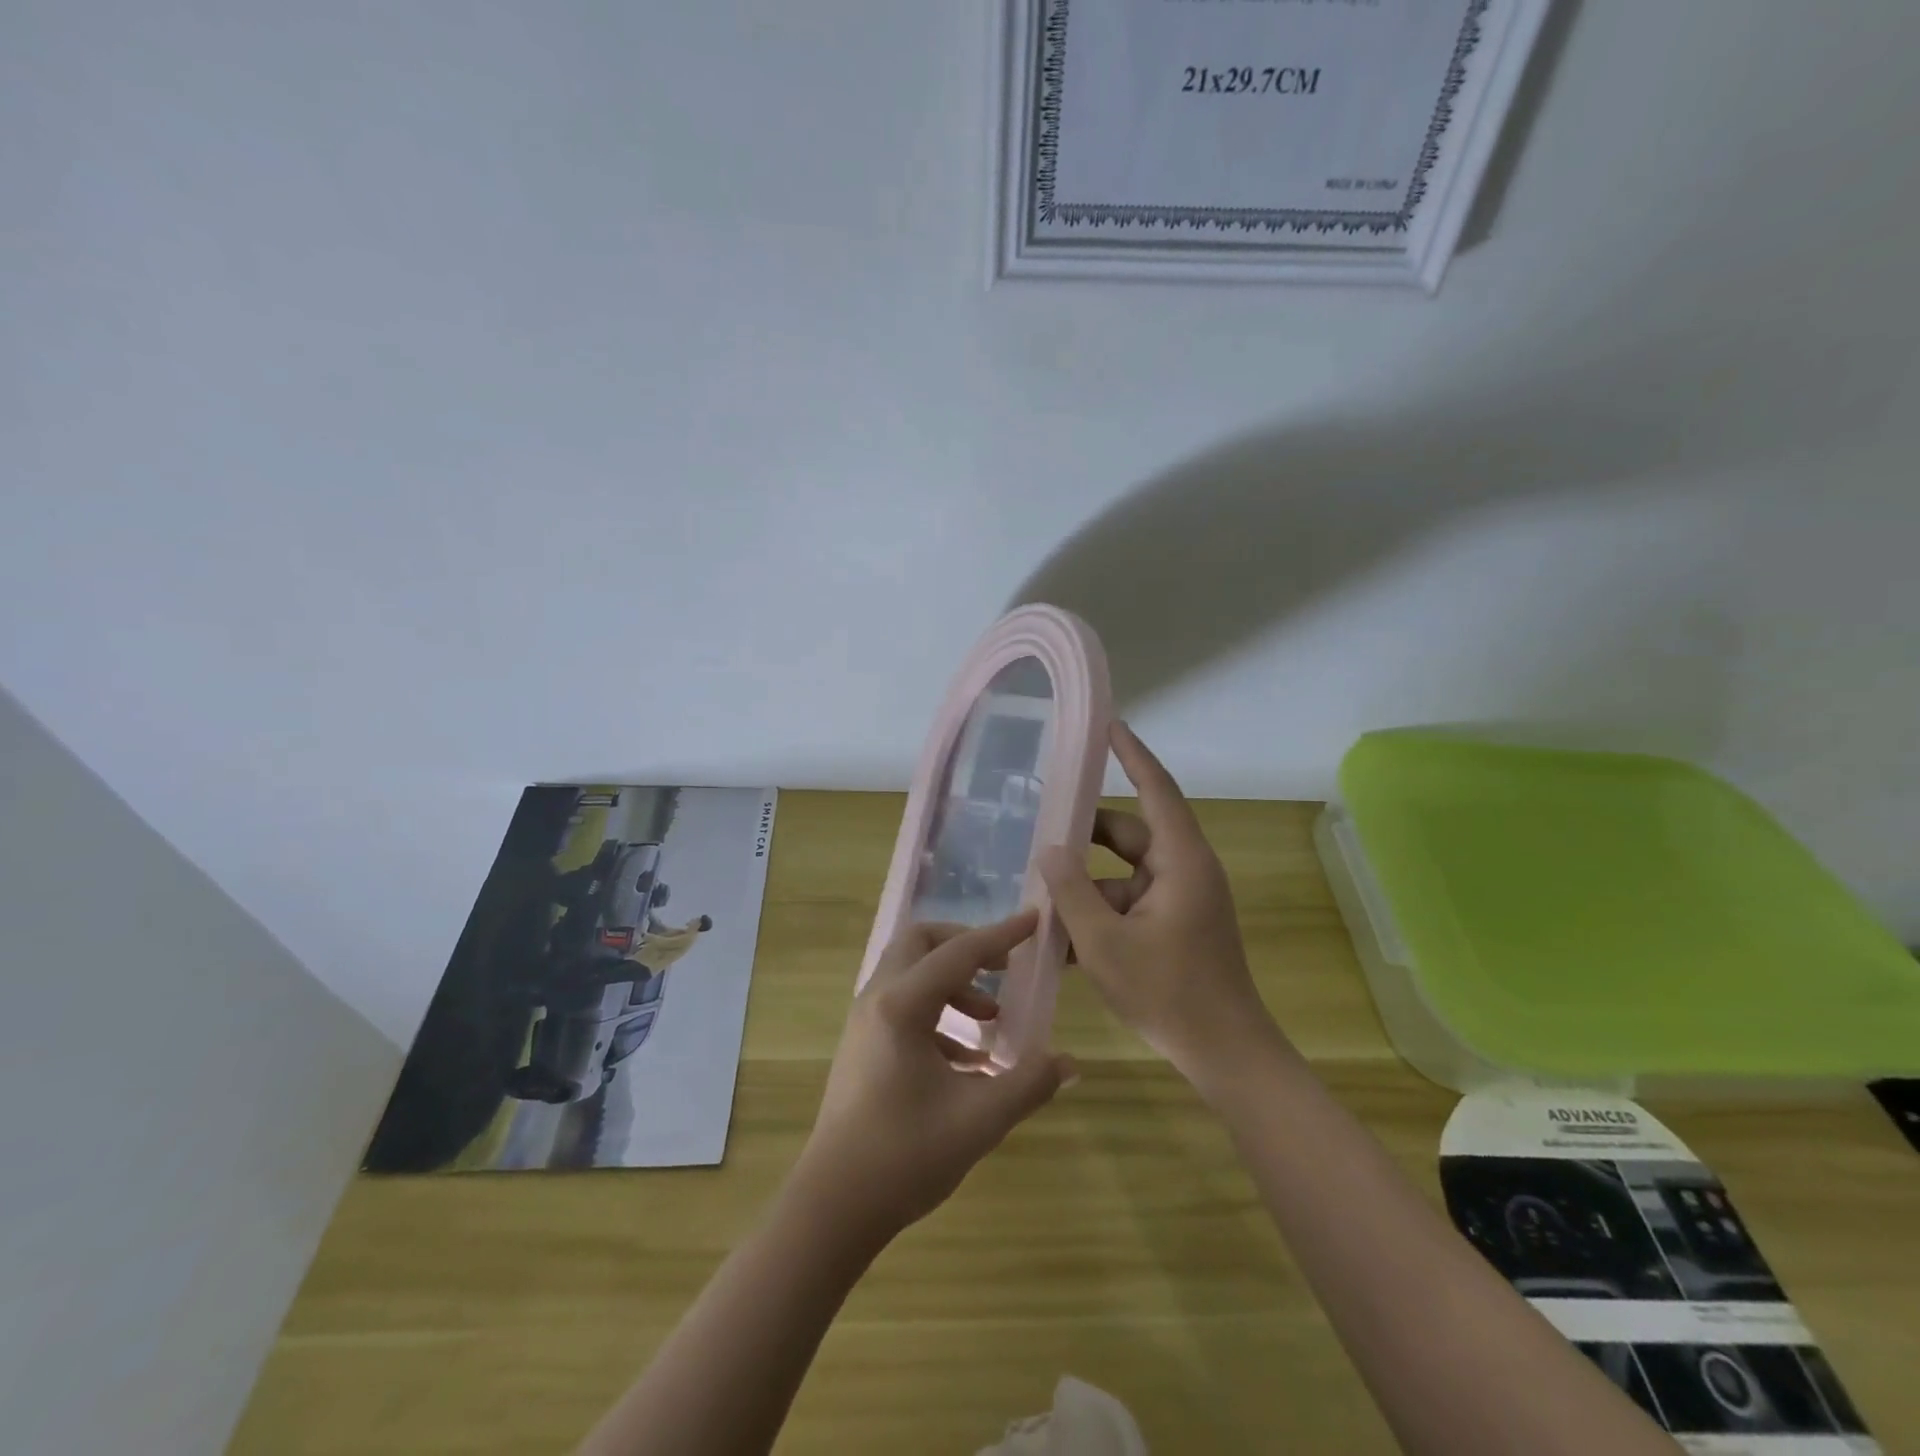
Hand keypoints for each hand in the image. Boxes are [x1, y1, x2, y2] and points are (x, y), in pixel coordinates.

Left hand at [790, 913, 1075, 1247]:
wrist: (833, 1206)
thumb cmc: (904, 1156)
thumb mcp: (979, 1120)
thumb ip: (1028, 1083)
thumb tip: (1068, 1063)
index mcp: (902, 1005)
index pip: (960, 952)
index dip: (1001, 934)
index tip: (1033, 920)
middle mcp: (878, 999)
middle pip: (921, 943)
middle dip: (965, 945)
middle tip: (1003, 967)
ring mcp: (865, 1021)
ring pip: (910, 972)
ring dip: (953, 982)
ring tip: (992, 1018)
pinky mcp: (862, 1045)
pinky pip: (903, 1004)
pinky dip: (938, 1013)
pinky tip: (968, 1059)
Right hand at [1040, 722, 1284, 1091]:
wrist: (1225, 1054)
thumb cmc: (1169, 993)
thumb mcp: (1104, 942)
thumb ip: (1071, 892)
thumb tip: (1050, 849)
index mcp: (1181, 861)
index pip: (1156, 789)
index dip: (1132, 754)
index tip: (1108, 725)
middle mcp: (1183, 870)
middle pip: (1128, 834)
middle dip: (1084, 834)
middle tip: (1038, 828)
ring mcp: (1179, 900)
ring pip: (1122, 873)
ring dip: (1085, 884)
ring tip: (1037, 893)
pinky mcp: (1172, 925)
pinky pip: (1128, 903)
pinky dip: (1098, 912)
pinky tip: (1058, 937)